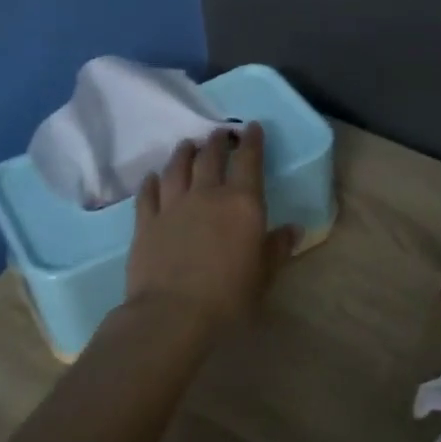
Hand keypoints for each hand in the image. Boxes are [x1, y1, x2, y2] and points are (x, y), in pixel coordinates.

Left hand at [125, 122, 296, 340]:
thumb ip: (277, 248)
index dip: (252, 142)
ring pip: (178, 168)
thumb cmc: (228, 297)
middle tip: (220, 133)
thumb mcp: (264, 276)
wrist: (172, 313)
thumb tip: (294, 229)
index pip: (249, 162)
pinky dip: (152, 181)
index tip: (252, 127)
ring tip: (188, 145)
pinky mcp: (146, 221)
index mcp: (243, 204)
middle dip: (217, 141)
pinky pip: (148, 193)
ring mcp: (173, 205)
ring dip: (184, 153)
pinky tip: (153, 176)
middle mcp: (207, 195)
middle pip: (211, 158)